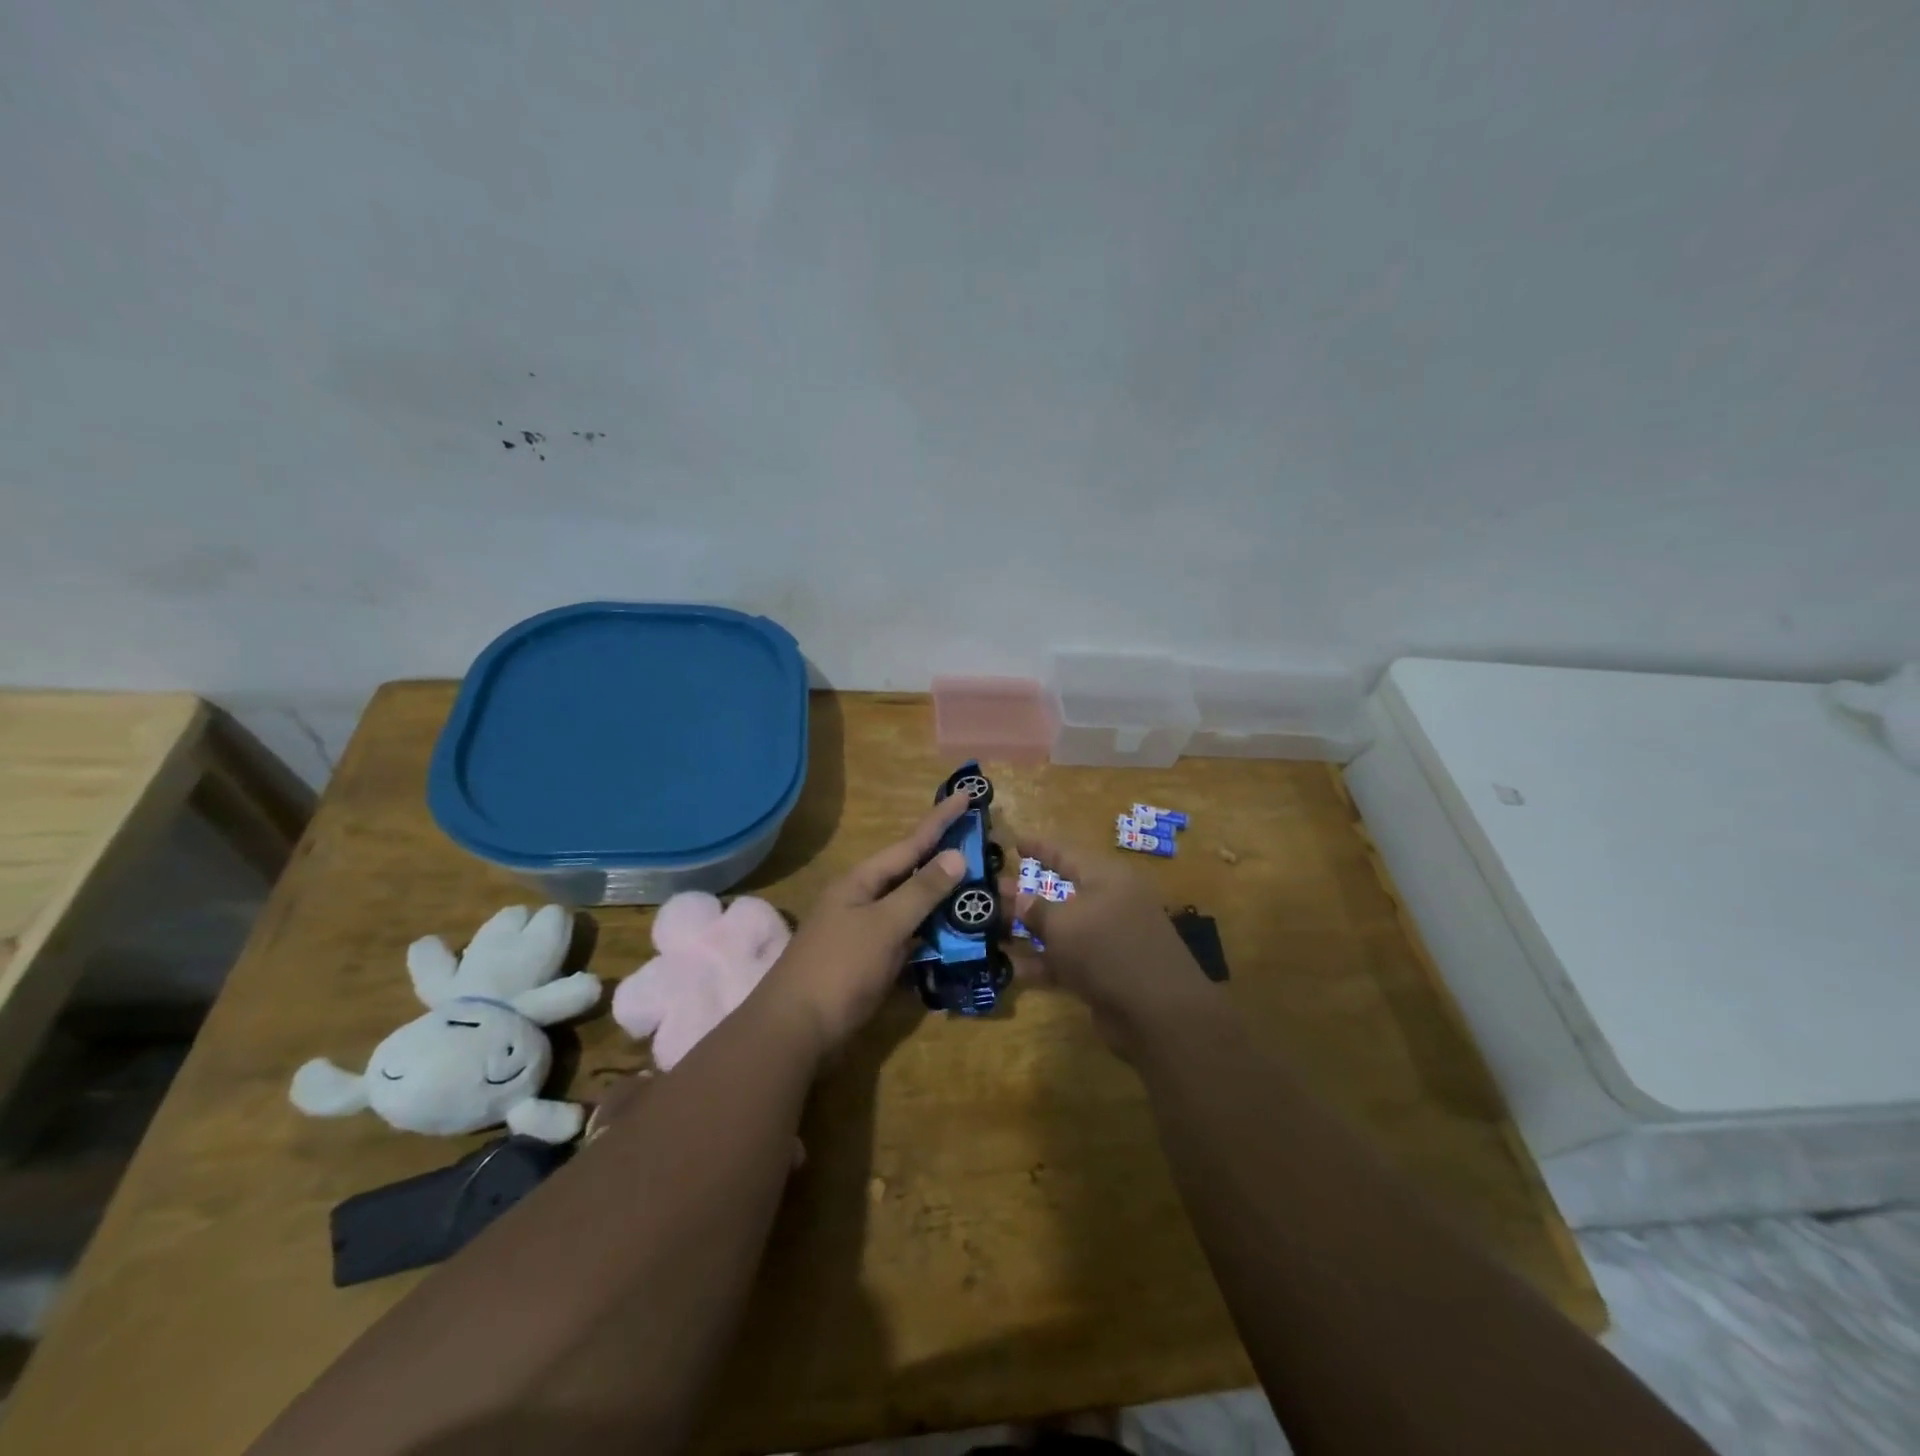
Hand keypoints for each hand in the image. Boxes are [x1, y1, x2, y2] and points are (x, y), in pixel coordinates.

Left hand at [756, 793, 971, 1059]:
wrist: (795, 1031)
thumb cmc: (840, 969)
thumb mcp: (884, 926)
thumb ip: (921, 891)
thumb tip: (955, 855)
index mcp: (861, 881)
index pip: (910, 843)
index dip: (940, 820)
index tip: (967, 795)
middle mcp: (862, 899)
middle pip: (911, 873)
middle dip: (945, 860)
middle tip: (983, 847)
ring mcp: (864, 932)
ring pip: (912, 907)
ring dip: (942, 900)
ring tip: (979, 889)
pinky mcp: (869, 962)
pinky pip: (908, 937)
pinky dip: (931, 934)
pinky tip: (955, 935)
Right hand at [1005, 833, 1216, 1054]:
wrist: (1157, 1012)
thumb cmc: (1107, 949)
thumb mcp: (1064, 924)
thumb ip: (1037, 909)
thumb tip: (1020, 898)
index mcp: (1106, 878)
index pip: (1066, 854)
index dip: (1039, 848)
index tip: (1013, 842)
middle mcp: (1109, 903)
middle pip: (1060, 892)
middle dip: (1024, 894)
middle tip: (989, 892)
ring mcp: (1108, 940)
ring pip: (1060, 928)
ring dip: (1027, 930)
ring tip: (989, 929)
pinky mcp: (1104, 972)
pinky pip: (1066, 959)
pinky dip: (1041, 962)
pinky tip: (1008, 967)